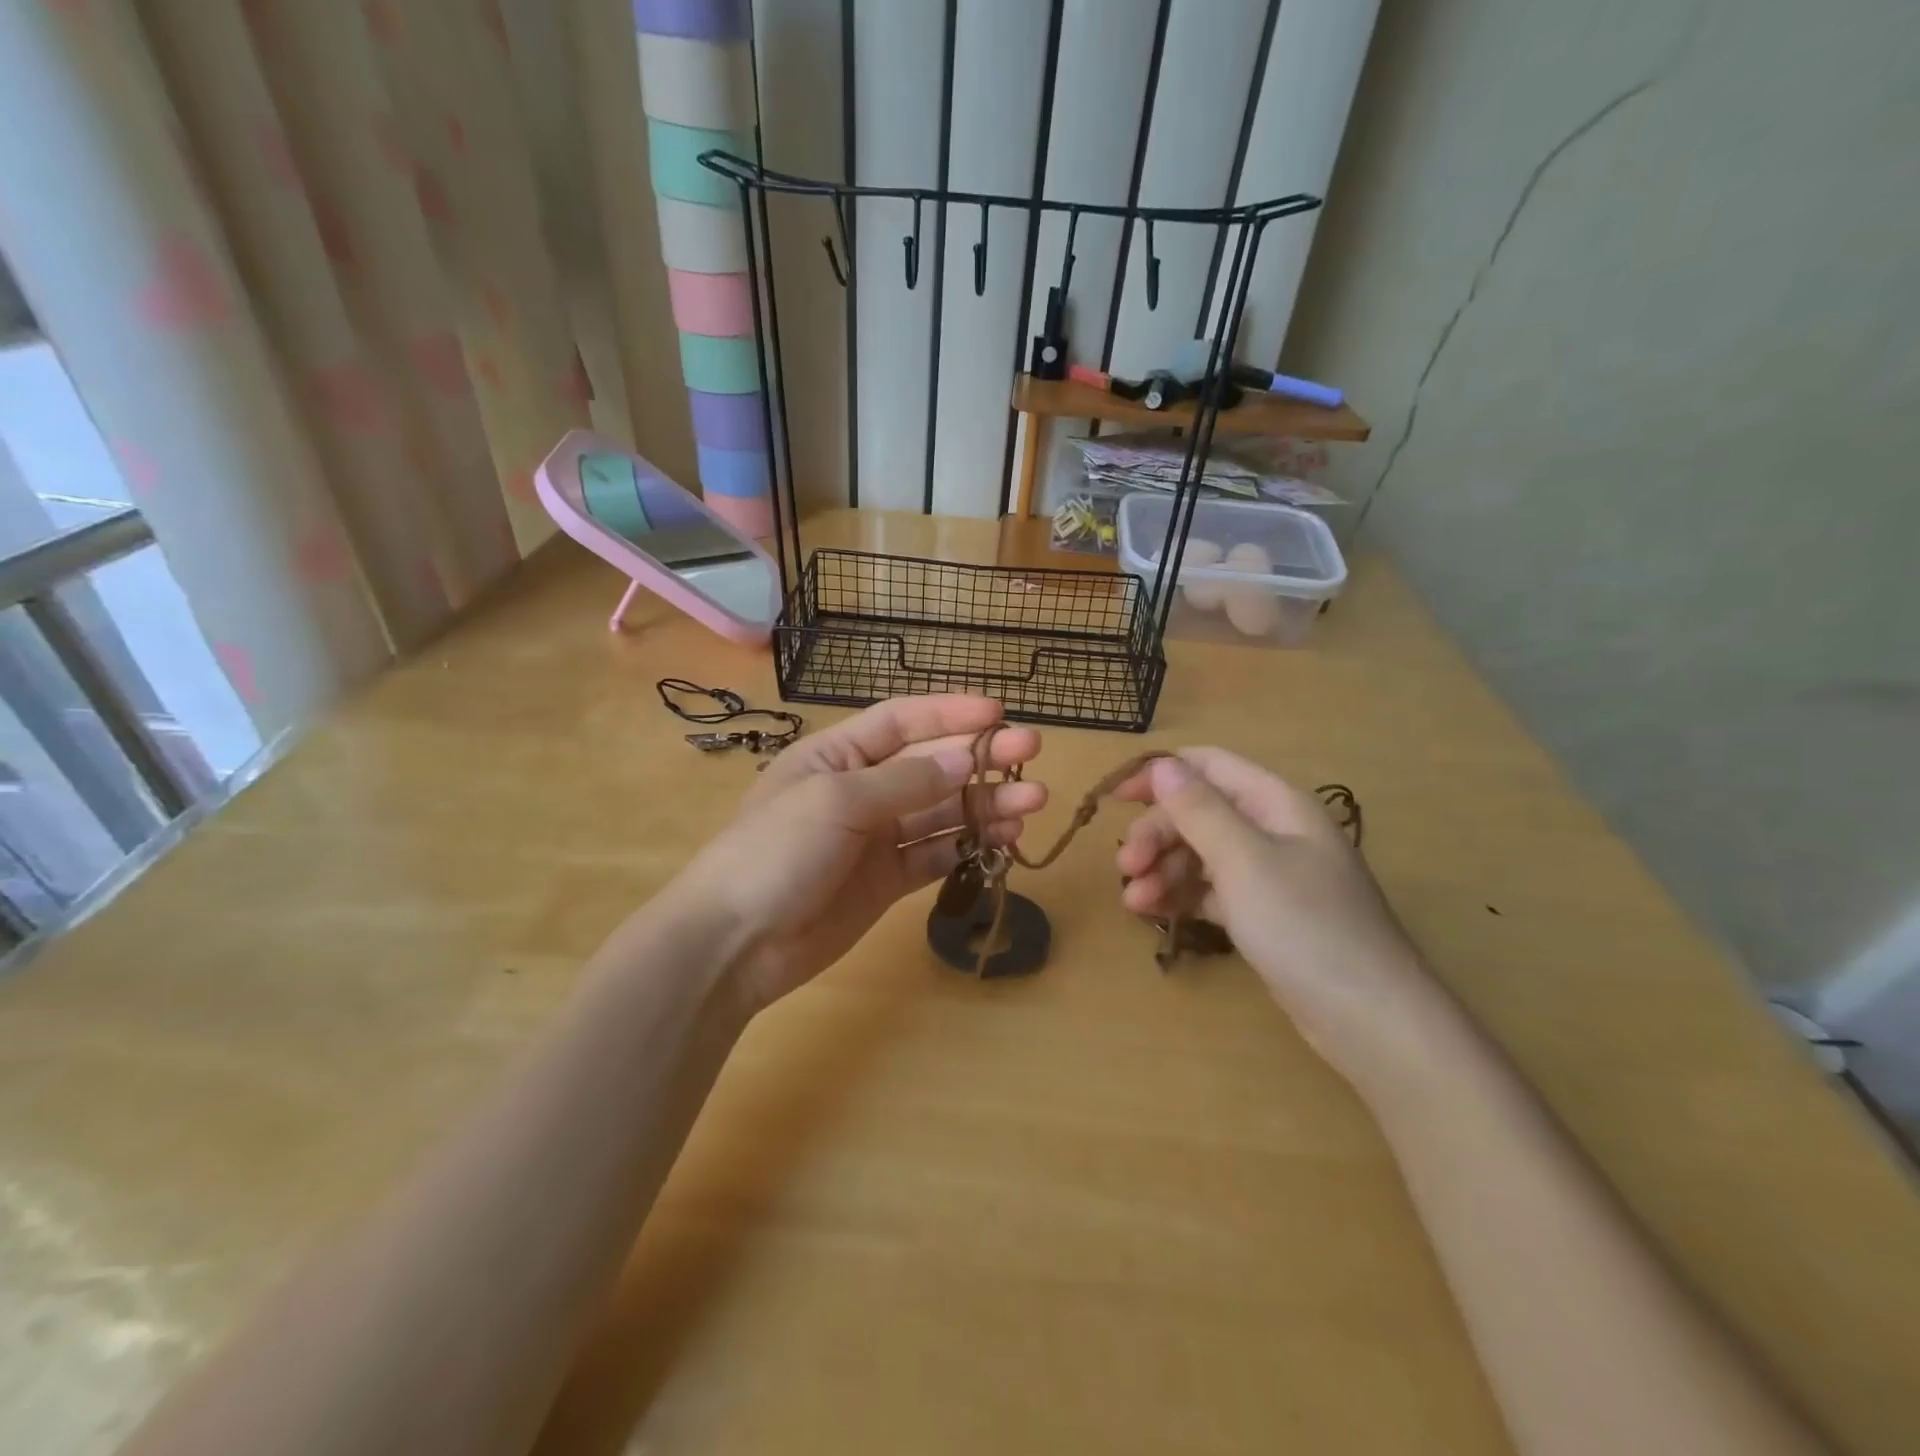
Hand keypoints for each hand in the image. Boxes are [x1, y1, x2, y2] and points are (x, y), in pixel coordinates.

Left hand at [671, 695, 1044, 1012]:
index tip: (998, 712)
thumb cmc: (775, 852)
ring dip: (986, 805)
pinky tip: (1004, 841)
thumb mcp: (837, 801)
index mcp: (837, 755)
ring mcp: (876, 838)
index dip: (949, 712)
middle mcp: (860, 789)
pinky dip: (969, 847)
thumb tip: (964, 760)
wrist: (735, 944)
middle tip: (1032, 752)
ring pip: (942, 812)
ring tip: (1032, 802)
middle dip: (980, 757)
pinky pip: (936, 855)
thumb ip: (905, 781)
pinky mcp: (886, 880)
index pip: (901, 721)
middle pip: (931, 765)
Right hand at [1113, 749, 1445, 1078]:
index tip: (1115, 798)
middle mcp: (1273, 830)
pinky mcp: (1265, 914)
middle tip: (1125, 868)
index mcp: (1275, 803)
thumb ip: (1199, 810)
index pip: (1208, 767)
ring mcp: (1270, 875)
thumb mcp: (1244, 861)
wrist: (1370, 1019)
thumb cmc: (1306, 927)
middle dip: (1157, 835)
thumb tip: (1163, 765)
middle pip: (1198, 813)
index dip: (1160, 775)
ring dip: (1163, 870)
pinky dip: (1183, 897)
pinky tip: (1157, 914)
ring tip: (1134, 903)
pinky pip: (1212, 891)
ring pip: (1201, 855)